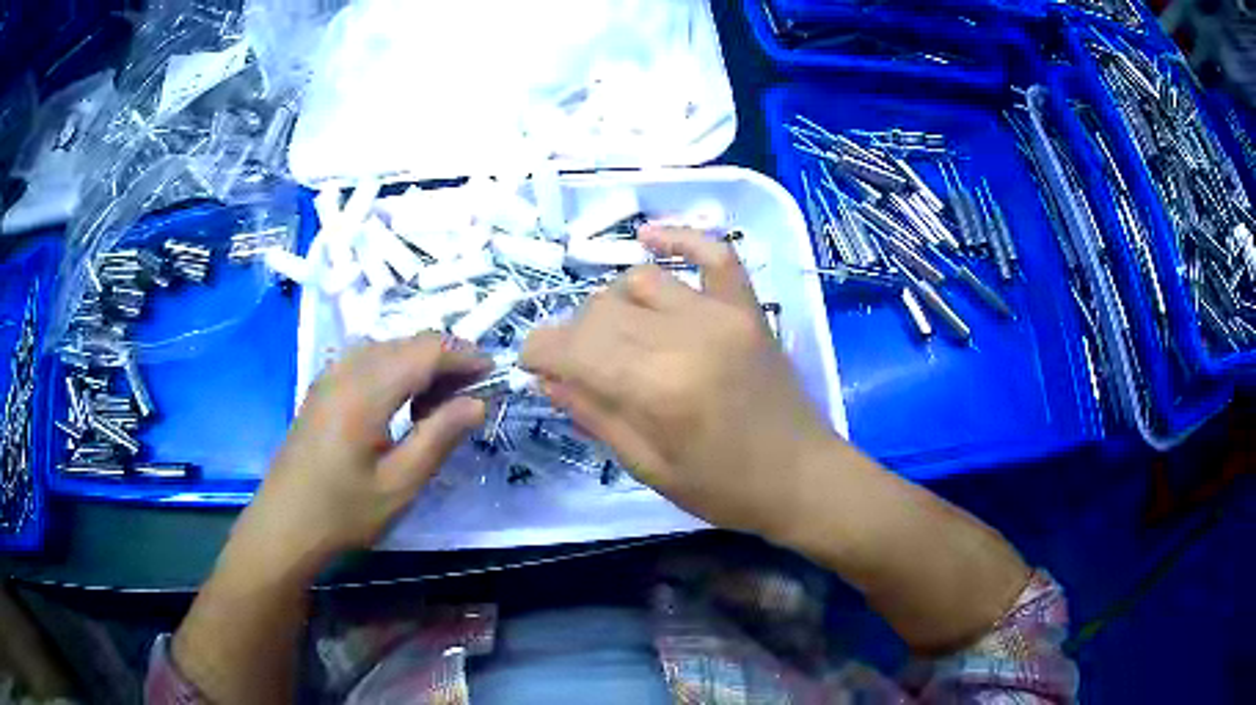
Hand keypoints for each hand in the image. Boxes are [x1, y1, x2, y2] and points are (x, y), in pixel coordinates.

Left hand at [235, 335, 489, 575]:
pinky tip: (401, 403)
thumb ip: (439, 438)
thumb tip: (477, 403)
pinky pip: (367, 360)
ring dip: (419, 363)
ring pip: (386, 348)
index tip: (494, 373)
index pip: (425, 351)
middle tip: (471, 395)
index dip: (463, 355)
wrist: (284, 525)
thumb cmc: (343, 512)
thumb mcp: (400, 485)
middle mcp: (346, 371)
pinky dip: (395, 369)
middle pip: (406, 342)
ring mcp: (329, 377)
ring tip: (440, 403)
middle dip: (445, 358)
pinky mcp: (322, 389)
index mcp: (365, 391)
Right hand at [521, 226, 835, 536]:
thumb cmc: (724, 489)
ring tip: (618, 336)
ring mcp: (721, 313)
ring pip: (639, 280)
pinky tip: (648, 237)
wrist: (802, 477)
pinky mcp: (747, 306)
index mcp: (656, 388)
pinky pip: (712, 252)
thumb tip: (547, 378)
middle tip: (579, 366)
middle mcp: (684, 337)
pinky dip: (678, 237)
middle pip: (600, 310)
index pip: (572, 347)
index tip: (531, 364)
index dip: (538, 351)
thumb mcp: (648, 468)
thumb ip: (594, 416)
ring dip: (613, 304)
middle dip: (574, 336)